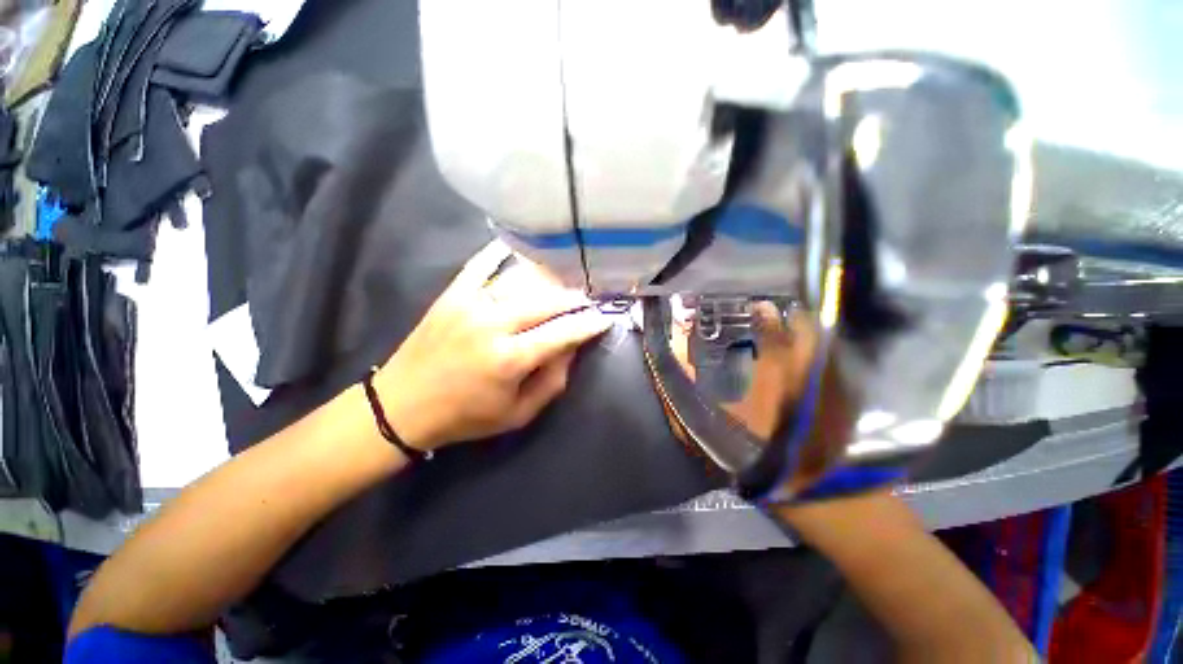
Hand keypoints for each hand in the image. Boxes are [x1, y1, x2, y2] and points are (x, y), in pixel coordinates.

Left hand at [374, 240, 612, 450]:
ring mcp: (471, 303)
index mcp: (510, 359)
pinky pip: (482, 264)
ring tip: (566, 280)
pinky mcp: (453, 294)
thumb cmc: (465, 416)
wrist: (402, 405)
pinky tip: (521, 247)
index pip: (563, 333)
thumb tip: (571, 348)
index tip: (605, 316)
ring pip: (522, 281)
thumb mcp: (517, 414)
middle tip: (589, 297)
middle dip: (575, 298)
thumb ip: (552, 382)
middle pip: (547, 300)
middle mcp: (493, 324)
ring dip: (550, 280)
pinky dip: (503, 253)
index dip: (588, 323)